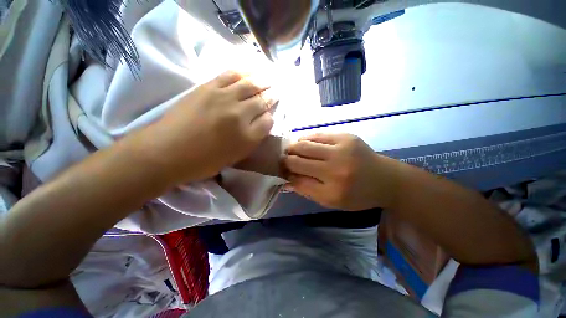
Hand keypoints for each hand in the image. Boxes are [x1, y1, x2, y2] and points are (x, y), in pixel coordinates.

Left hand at [141, 71, 276, 183]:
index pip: (268, 121)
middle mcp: (240, 115)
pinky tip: (250, 71)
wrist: (167, 151)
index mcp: (248, 137)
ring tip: (268, 79)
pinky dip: (244, 72)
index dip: (270, 118)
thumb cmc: (203, 161)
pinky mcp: (208, 87)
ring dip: (262, 81)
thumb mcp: (234, 157)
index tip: (268, 116)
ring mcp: (224, 98)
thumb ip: (251, 140)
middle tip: (276, 92)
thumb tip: (260, 124)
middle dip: (271, 96)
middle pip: (263, 101)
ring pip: (251, 84)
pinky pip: (231, 74)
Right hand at [283, 133, 399, 210]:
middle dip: (286, 159)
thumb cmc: (357, 195)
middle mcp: (336, 168)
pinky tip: (304, 144)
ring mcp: (342, 149)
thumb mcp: (331, 201)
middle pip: (298, 160)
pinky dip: (306, 139)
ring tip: (291, 150)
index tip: (282, 171)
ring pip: (305, 145)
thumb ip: (307, 190)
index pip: (298, 179)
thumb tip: (286, 180)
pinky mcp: (346, 136)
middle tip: (283, 159)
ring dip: (294, 147)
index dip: (286, 173)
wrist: (385, 179)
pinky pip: (317, 135)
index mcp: (333, 190)